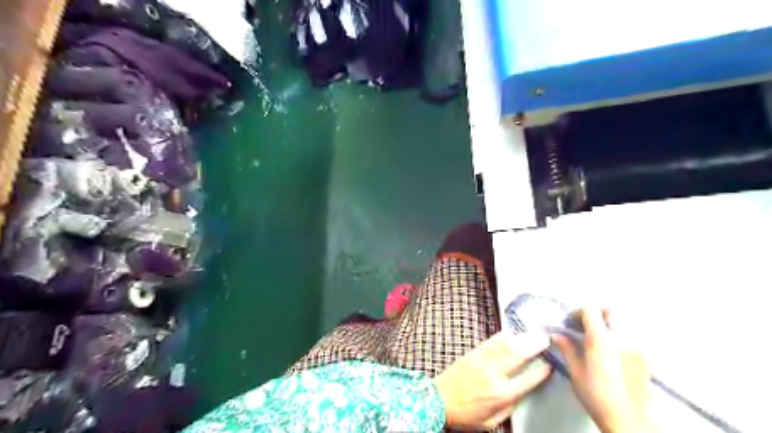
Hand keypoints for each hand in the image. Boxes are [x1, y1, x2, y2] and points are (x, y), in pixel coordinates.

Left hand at [433, 331, 554, 429]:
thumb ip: (509, 407)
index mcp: (501, 395)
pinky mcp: (473, 352)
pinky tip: (513, 332)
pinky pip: (491, 340)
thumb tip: (523, 392)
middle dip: (534, 344)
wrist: (438, 399)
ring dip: (521, 336)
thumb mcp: (491, 421)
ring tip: (534, 331)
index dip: (542, 370)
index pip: (528, 380)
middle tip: (546, 337)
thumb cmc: (466, 415)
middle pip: (518, 355)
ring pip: (505, 344)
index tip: (550, 363)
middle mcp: (494, 374)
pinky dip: (504, 335)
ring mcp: (482, 360)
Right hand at [552, 309, 653, 431]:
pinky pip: (631, 333)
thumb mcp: (576, 372)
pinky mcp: (645, 356)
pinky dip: (619, 332)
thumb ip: (567, 349)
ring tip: (597, 335)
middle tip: (583, 324)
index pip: (590, 311)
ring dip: (608, 322)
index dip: (577, 312)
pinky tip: (610, 347)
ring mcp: (636, 346)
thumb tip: (556, 335)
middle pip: (610, 311)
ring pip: (623, 321)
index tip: (569, 322)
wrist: (629, 419)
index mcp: (601, 339)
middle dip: (595, 313)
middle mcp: (622, 337)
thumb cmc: (597, 396)